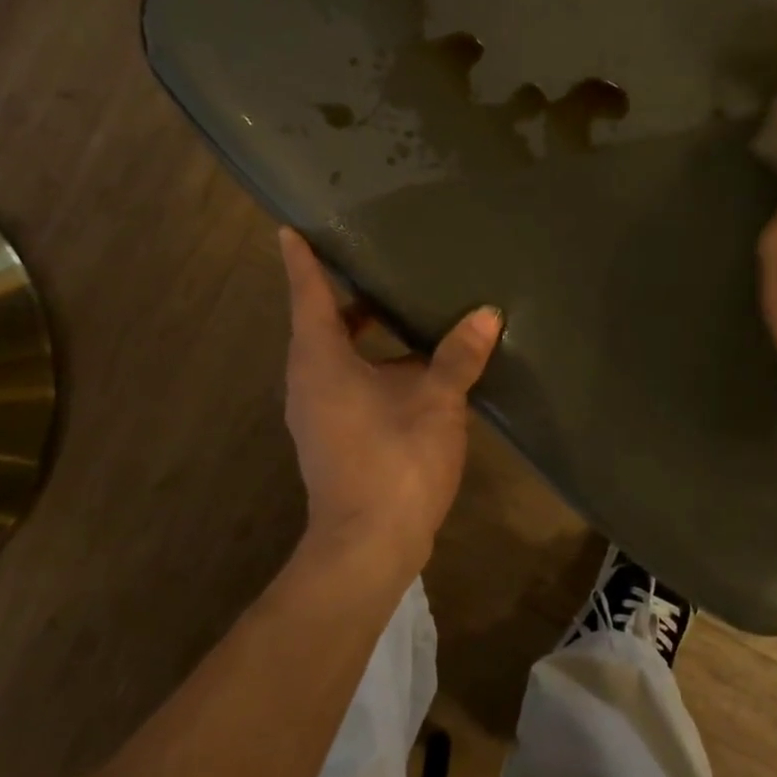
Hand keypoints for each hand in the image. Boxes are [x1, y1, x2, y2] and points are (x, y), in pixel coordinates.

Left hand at [277, 227, 502, 576]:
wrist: (368, 547)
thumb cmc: (394, 461)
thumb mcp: (436, 401)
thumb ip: (459, 356)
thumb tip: (487, 315)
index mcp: (321, 360)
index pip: (308, 295)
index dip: (301, 260)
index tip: (289, 229)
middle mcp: (309, 380)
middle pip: (319, 322)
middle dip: (341, 293)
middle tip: (369, 259)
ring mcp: (317, 412)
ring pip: (333, 354)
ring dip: (359, 330)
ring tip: (398, 305)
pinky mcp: (332, 435)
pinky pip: (344, 380)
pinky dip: (368, 361)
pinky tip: (412, 364)